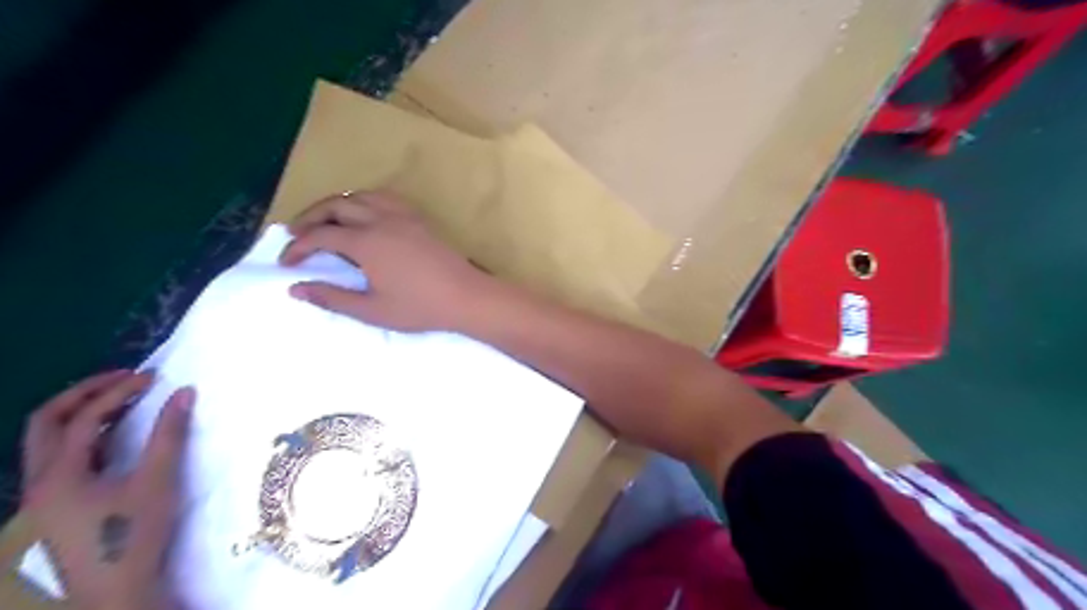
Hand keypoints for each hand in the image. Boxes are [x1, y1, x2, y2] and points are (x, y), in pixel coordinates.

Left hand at [21, 370, 192, 609]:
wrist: (115, 592)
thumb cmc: (133, 535)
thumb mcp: (158, 481)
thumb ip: (169, 434)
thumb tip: (184, 392)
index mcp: (58, 475)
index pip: (84, 418)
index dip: (119, 392)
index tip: (154, 377)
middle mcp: (39, 481)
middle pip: (45, 422)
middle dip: (84, 393)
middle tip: (125, 377)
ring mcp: (42, 496)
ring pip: (47, 441)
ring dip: (82, 413)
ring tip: (122, 400)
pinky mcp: (55, 507)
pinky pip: (60, 458)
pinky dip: (86, 437)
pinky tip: (115, 437)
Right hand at [276, 190, 494, 331]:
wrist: (466, 296)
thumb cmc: (420, 307)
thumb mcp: (372, 310)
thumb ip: (332, 298)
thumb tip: (295, 288)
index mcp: (366, 242)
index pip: (320, 236)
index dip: (297, 247)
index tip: (286, 262)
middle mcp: (381, 220)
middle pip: (335, 206)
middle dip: (310, 218)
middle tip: (296, 235)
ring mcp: (403, 216)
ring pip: (360, 196)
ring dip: (336, 205)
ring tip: (326, 222)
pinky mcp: (419, 218)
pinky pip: (385, 198)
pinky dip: (365, 200)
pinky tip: (365, 216)